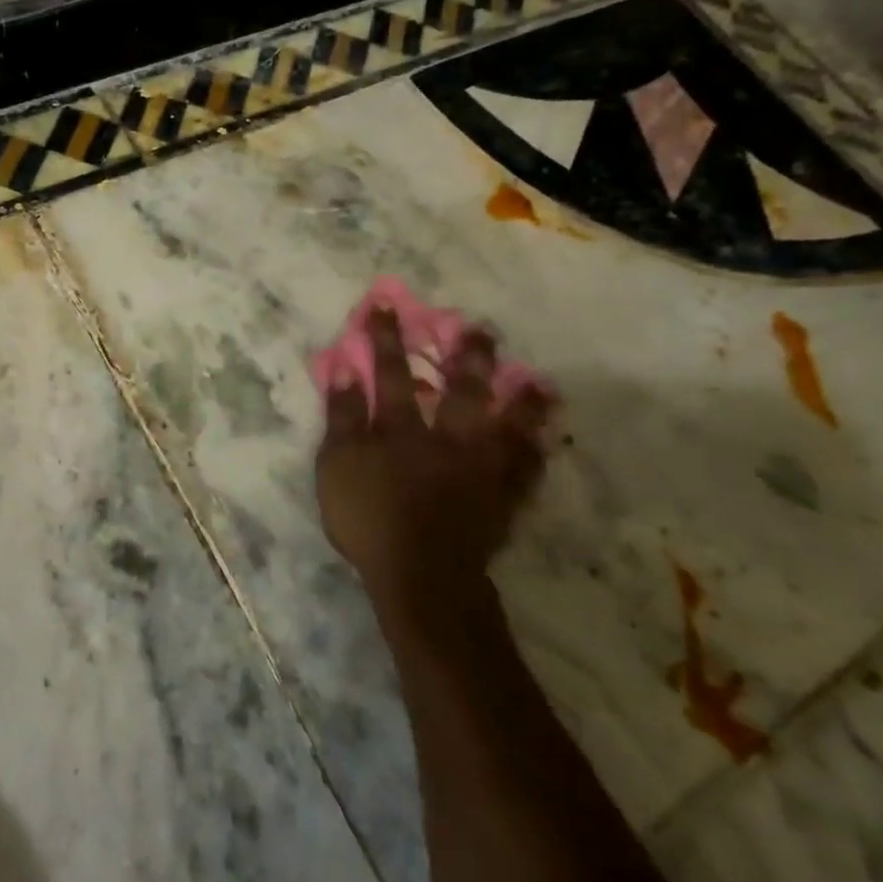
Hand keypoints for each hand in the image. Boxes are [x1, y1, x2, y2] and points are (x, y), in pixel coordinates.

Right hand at [315, 309, 552, 629]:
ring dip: (520, 402)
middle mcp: (447, 439)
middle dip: (468, 357)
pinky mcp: (500, 501)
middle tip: (481, 329)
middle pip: (461, 390)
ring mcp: (480, 469)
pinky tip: (546, 444)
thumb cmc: (369, 519)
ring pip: (506, 426)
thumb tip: (344, 370)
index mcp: (402, 429)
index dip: (386, 340)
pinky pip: (525, 473)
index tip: (385, 306)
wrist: (419, 575)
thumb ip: (341, 418)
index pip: (392, 374)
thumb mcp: (336, 466)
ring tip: (537, 381)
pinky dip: (535, 456)